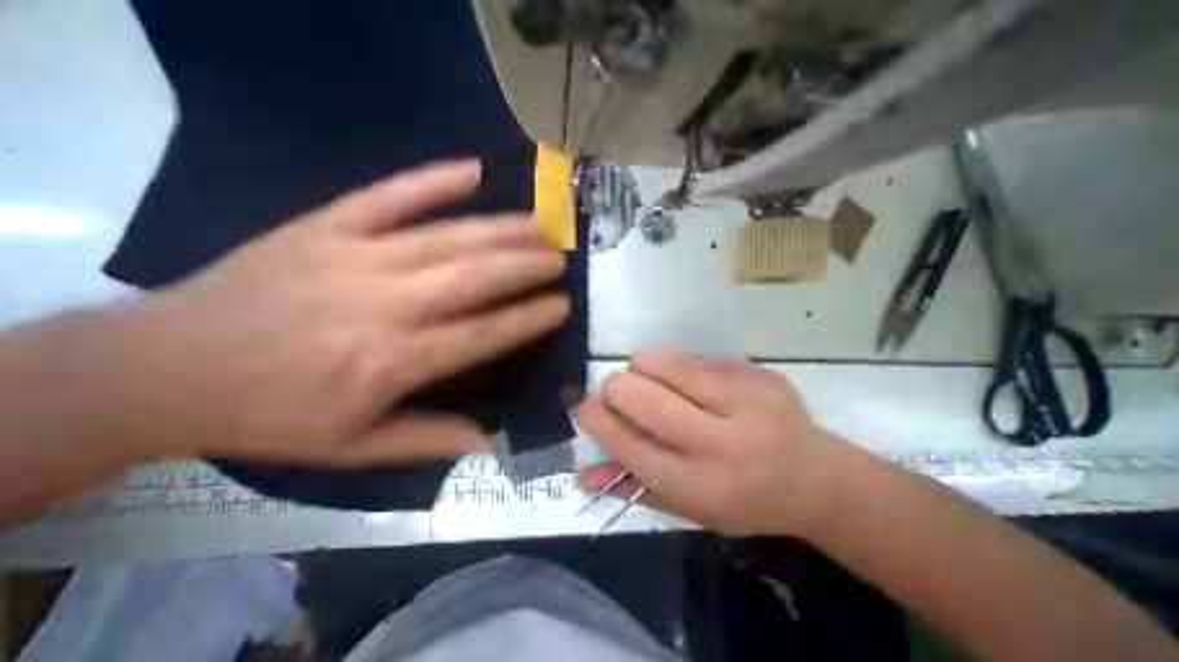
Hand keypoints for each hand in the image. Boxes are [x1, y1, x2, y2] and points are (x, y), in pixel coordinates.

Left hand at [109, 157, 569, 466]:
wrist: (163, 369)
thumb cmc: (274, 415)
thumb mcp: (354, 446)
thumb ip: (430, 438)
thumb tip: (491, 440)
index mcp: (392, 361)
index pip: (483, 333)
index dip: (529, 318)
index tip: (562, 305)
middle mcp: (384, 304)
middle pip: (474, 277)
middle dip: (526, 266)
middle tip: (559, 258)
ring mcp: (355, 256)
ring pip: (447, 237)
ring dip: (501, 230)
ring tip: (539, 226)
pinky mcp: (327, 225)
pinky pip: (390, 194)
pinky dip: (433, 179)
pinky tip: (473, 171)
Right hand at [579, 352, 863, 536]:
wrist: (816, 479)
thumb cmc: (743, 500)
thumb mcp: (689, 508)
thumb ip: (635, 488)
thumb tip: (583, 475)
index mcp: (704, 488)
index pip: (633, 448)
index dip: (600, 421)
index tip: (585, 404)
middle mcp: (726, 445)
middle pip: (648, 400)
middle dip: (617, 386)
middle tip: (616, 388)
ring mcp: (748, 402)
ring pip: (670, 365)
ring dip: (645, 366)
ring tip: (652, 379)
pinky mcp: (759, 373)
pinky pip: (696, 357)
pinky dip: (678, 365)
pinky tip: (693, 382)